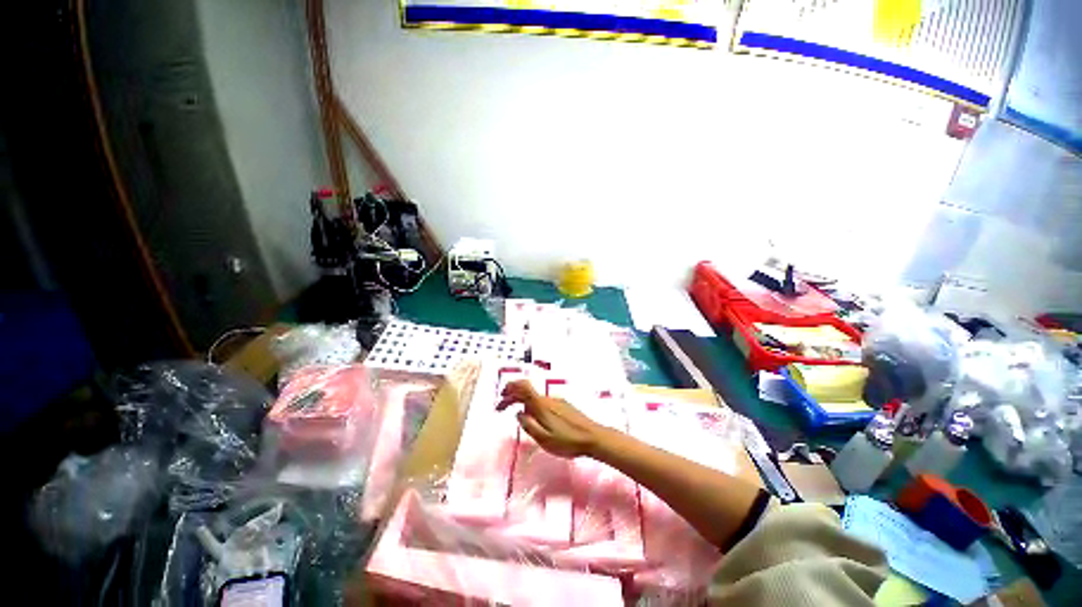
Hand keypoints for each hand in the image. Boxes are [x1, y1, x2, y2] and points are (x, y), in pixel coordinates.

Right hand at [496, 380, 605, 458]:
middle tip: (501, 407)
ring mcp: (557, 401)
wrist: (593, 437)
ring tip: (518, 417)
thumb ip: (528, 425)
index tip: (501, 397)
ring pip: (535, 398)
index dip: (510, 387)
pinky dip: (533, 406)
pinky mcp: (563, 405)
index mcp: (541, 405)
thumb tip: (518, 413)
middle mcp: (548, 399)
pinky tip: (535, 419)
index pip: (523, 387)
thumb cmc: (568, 441)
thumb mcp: (544, 439)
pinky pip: (543, 402)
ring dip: (522, 402)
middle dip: (512, 396)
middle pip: (527, 391)